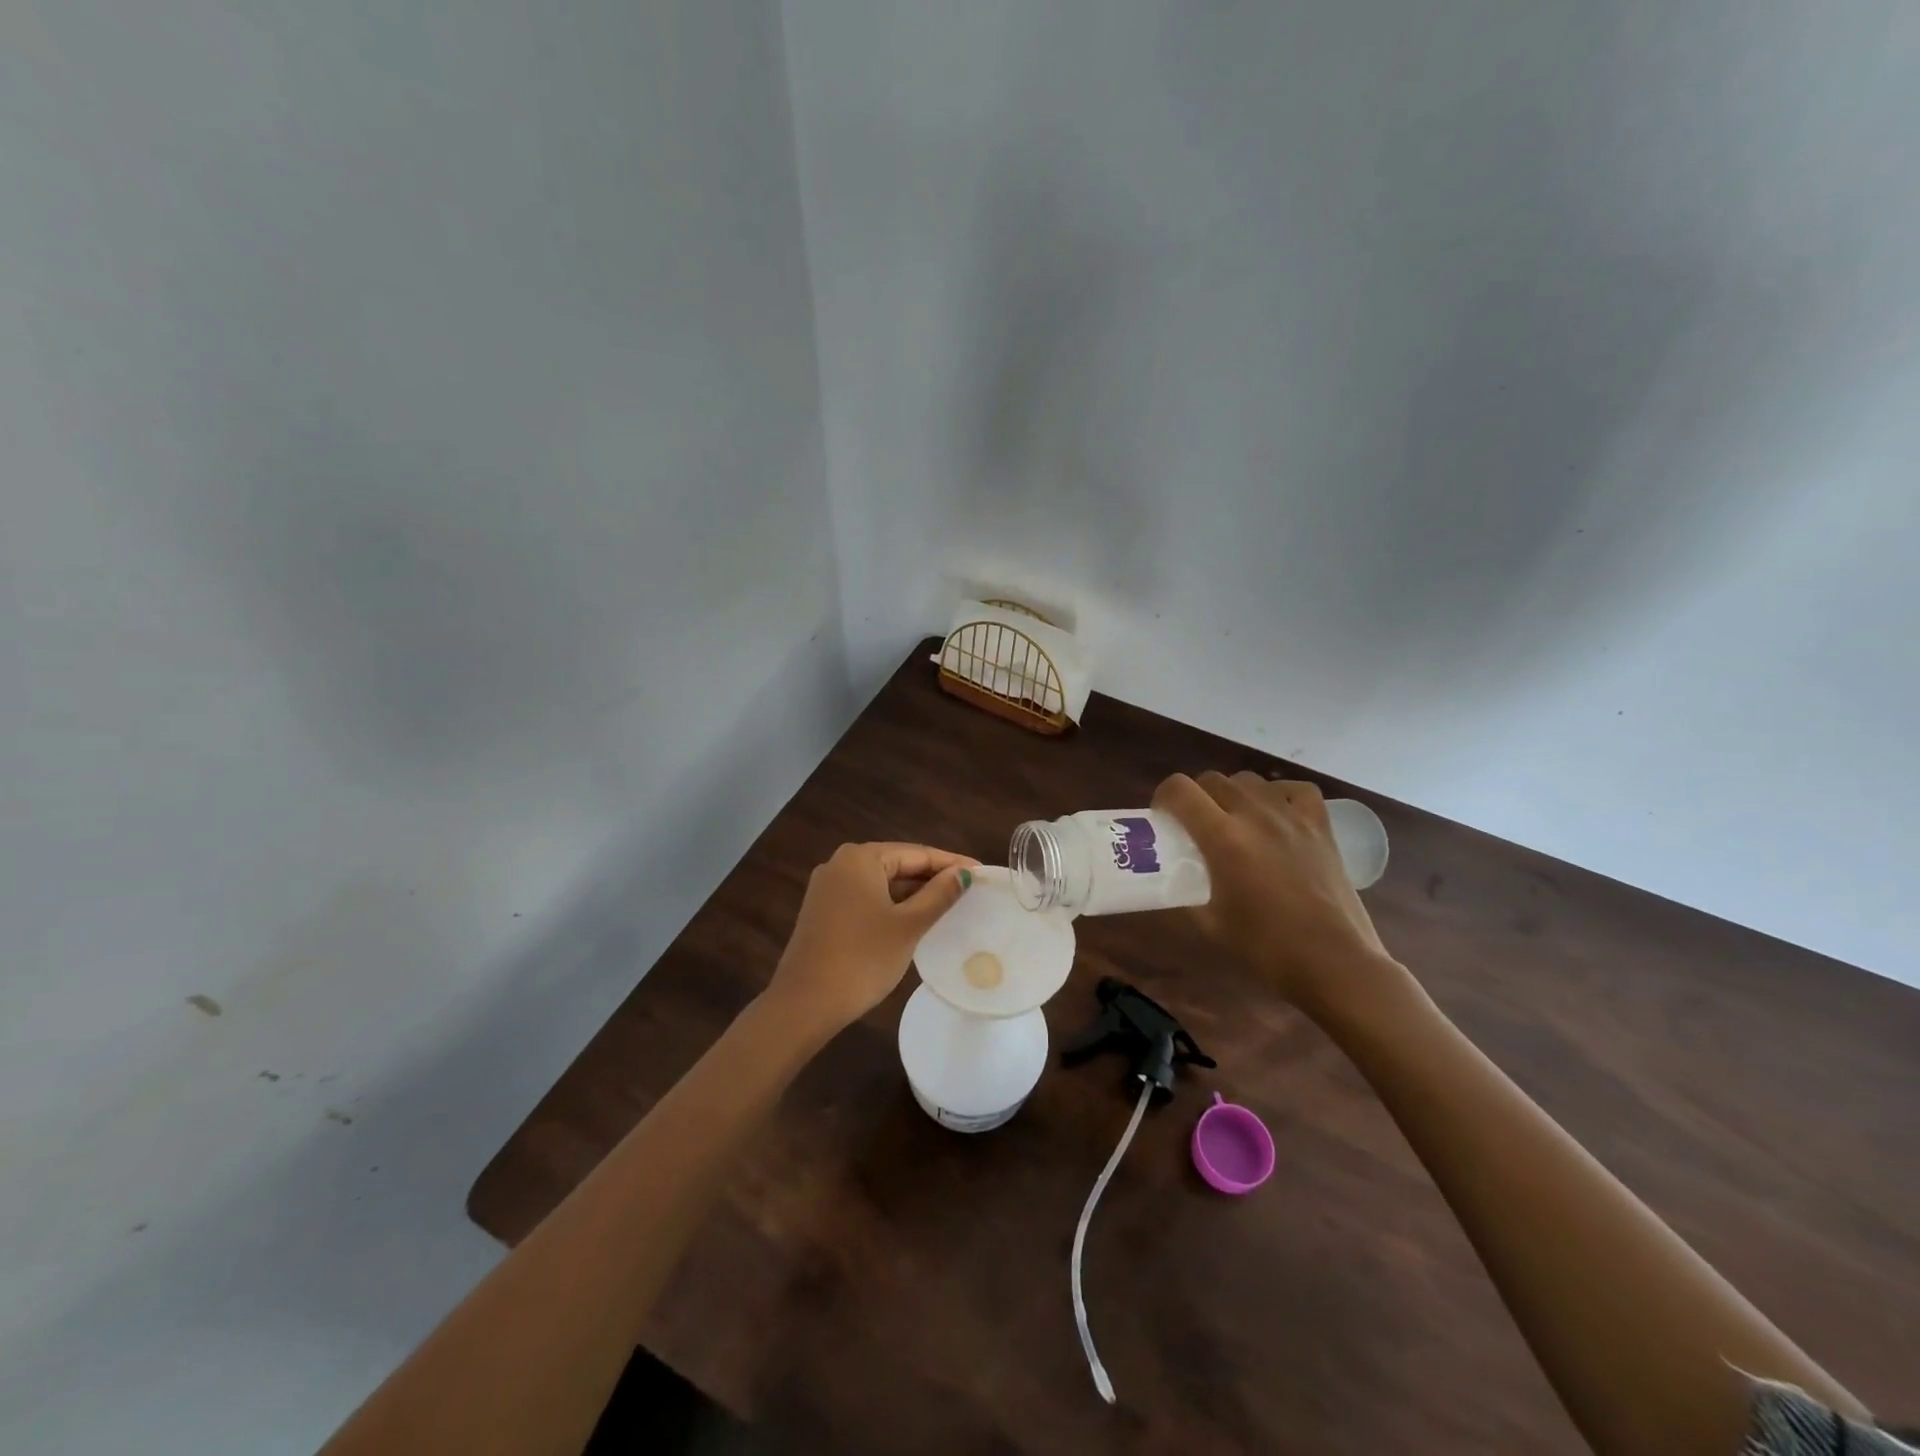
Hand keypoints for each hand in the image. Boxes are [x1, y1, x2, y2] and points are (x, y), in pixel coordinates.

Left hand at [765, 842, 976, 1038]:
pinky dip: (891, 905)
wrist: (804, 1003)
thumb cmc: (862, 959)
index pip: (916, 853)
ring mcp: (828, 888)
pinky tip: (913, 918)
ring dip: (912, 893)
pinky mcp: (823, 910)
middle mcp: (840, 863)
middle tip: (968, 888)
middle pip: (897, 864)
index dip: (951, 863)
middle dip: (932, 877)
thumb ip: (938, 895)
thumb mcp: (908, 926)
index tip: (981, 872)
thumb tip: (964, 874)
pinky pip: (866, 897)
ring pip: (881, 882)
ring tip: (948, 903)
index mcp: (860, 858)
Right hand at [1153, 771, 1391, 1014]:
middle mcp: (1255, 815)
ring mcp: (1291, 817)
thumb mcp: (1209, 924)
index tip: (1163, 818)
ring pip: (1250, 780)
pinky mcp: (1320, 826)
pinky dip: (1279, 794)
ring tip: (1234, 821)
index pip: (1179, 790)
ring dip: (1233, 794)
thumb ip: (1184, 895)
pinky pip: (1295, 790)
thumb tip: (1168, 883)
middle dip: (1195, 796)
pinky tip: (1275, 814)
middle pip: (1212, 780)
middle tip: (1195, 825)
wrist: (1334, 963)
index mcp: (1223, 838)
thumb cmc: (1266, 948)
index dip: (1163, 798)